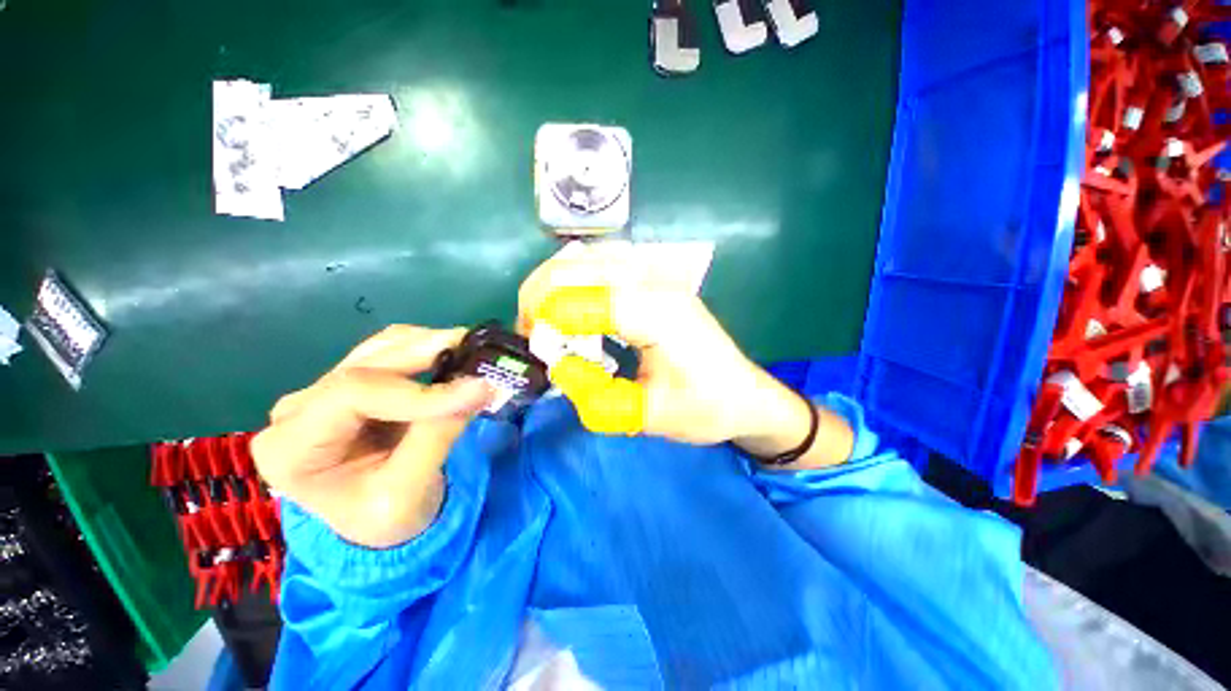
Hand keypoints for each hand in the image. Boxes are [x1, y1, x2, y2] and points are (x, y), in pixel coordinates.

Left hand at [252, 326, 492, 547]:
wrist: (378, 522)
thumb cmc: (386, 519)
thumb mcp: (409, 490)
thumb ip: (438, 436)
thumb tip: (480, 387)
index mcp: (290, 449)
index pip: (352, 396)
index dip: (418, 390)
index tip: (474, 390)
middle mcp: (296, 411)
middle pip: (366, 365)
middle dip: (427, 354)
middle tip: (477, 348)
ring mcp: (321, 392)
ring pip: (378, 349)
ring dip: (428, 345)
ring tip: (471, 348)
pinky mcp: (350, 384)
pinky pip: (388, 352)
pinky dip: (424, 348)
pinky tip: (451, 353)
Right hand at [518, 246, 852, 466]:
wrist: (746, 396)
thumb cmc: (706, 408)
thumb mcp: (650, 416)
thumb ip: (597, 397)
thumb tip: (559, 364)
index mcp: (659, 314)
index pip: (585, 297)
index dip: (548, 320)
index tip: (538, 349)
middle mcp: (657, 283)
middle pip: (578, 264)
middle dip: (540, 295)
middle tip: (534, 333)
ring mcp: (659, 276)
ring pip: (588, 256)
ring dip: (555, 282)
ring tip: (547, 317)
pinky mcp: (657, 281)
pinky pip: (603, 262)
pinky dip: (576, 278)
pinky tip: (574, 305)